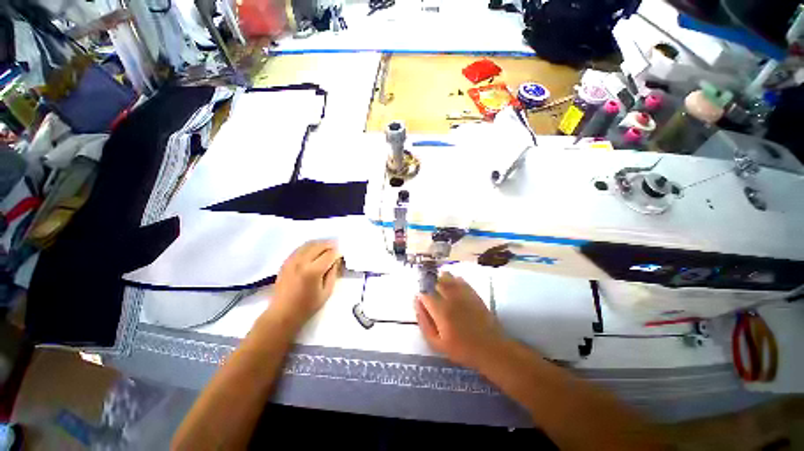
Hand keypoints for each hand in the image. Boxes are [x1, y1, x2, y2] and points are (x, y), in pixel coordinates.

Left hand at [268, 240, 341, 327]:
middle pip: (319, 245)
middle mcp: (302, 262)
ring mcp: (292, 260)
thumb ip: (333, 273)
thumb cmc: (307, 306)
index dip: (337, 253)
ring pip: (309, 244)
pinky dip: (309, 246)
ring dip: (320, 244)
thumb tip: (336, 260)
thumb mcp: (327, 292)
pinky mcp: (286, 261)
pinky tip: (314, 251)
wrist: (282, 314)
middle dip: (330, 245)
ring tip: (327, 248)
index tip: (341, 256)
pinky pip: (300, 248)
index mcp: (313, 271)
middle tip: (336, 249)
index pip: (330, 254)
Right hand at [415, 272, 509, 369]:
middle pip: (435, 281)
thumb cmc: (461, 349)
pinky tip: (453, 286)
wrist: (490, 348)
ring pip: (447, 277)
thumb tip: (417, 303)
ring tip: (439, 286)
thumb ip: (424, 322)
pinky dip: (454, 280)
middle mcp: (450, 298)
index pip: (425, 294)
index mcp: (440, 310)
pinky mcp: (473, 293)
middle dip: (429, 284)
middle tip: (430, 293)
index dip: (421, 296)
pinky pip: (460, 280)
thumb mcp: (436, 343)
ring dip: (440, 279)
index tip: (421, 301)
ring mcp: (463, 293)